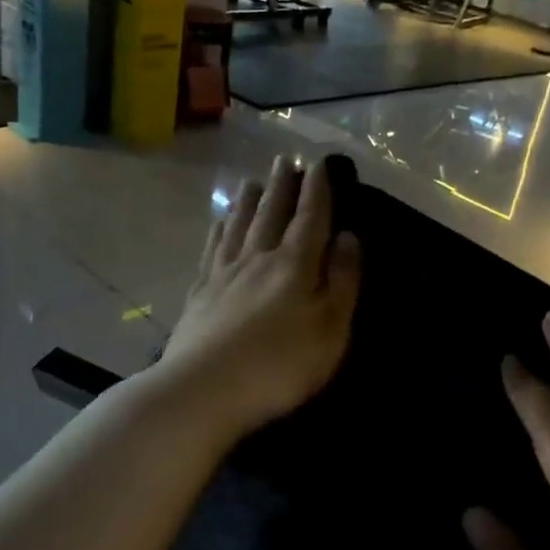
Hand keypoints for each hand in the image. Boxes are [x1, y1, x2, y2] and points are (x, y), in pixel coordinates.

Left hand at [160, 155, 361, 439]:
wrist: (205, 389)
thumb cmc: (280, 365)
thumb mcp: (330, 329)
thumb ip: (343, 281)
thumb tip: (349, 236)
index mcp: (294, 264)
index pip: (310, 217)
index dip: (318, 190)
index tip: (320, 164)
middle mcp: (258, 257)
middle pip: (271, 212)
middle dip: (282, 185)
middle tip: (285, 160)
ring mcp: (224, 273)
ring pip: (239, 224)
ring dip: (248, 199)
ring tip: (253, 180)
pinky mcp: (199, 292)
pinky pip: (212, 248)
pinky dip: (219, 229)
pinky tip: (220, 222)